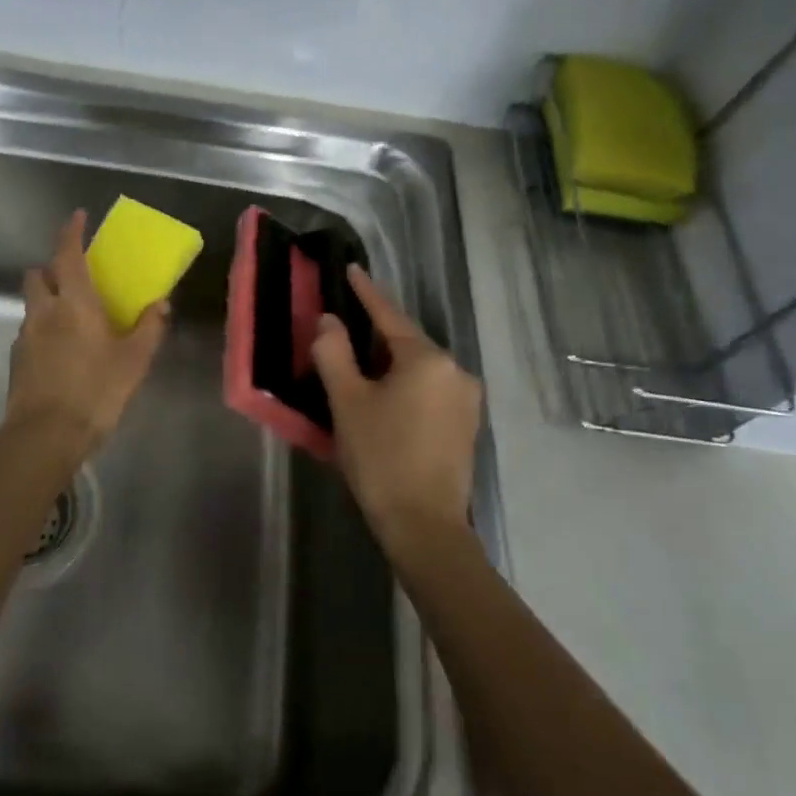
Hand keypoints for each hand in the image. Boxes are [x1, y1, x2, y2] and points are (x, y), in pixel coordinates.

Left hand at [5, 211, 167, 452]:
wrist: (45, 436)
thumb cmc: (96, 391)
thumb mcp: (135, 360)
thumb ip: (149, 328)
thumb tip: (160, 303)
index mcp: (74, 303)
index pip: (67, 254)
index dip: (71, 232)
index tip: (78, 216)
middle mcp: (44, 311)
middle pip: (38, 274)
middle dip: (51, 268)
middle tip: (73, 277)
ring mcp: (25, 336)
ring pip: (32, 304)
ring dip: (46, 299)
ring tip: (70, 319)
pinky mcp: (17, 360)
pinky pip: (30, 331)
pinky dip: (42, 329)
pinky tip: (61, 352)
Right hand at [310, 266, 480, 557]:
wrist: (425, 525)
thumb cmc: (381, 457)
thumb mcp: (347, 402)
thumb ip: (334, 353)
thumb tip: (329, 320)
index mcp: (427, 359)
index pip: (389, 315)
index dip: (367, 292)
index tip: (353, 269)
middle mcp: (455, 370)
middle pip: (407, 341)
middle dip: (375, 334)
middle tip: (344, 328)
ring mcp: (466, 400)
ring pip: (419, 368)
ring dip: (390, 362)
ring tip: (359, 366)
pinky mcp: (466, 425)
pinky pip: (430, 389)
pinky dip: (405, 385)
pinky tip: (385, 398)